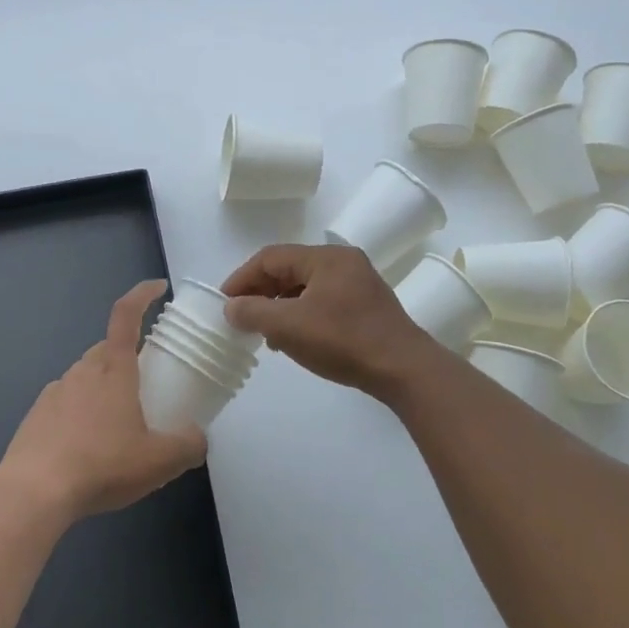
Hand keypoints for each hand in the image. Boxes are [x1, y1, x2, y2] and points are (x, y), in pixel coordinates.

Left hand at [0, 281, 207, 519]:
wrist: (33, 492)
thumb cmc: (102, 465)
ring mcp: (55, 391)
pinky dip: (80, 412)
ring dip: (103, 388)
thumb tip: (198, 437)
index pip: (126, 315)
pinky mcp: (36, 415)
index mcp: (114, 370)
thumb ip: (188, 446)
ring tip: (117, 425)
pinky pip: (65, 402)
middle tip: (145, 385)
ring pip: (85, 376)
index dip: (142, 294)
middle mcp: (83, 371)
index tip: (158, 287)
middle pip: (108, 349)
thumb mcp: (159, 462)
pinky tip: (86, 445)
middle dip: (128, 357)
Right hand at [221, 244, 438, 394]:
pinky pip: (322, 301)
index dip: (242, 278)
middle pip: (289, 269)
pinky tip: (293, 339)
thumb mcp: (290, 327)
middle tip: (241, 317)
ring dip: (280, 306)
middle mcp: (343, 262)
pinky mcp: (365, 306)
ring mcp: (358, 284)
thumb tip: (231, 307)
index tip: (224, 302)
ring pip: (305, 287)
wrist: (403, 369)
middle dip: (261, 293)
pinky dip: (301, 314)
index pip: (271, 257)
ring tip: (264, 332)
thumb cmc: (343, 341)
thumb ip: (253, 313)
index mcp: (326, 258)